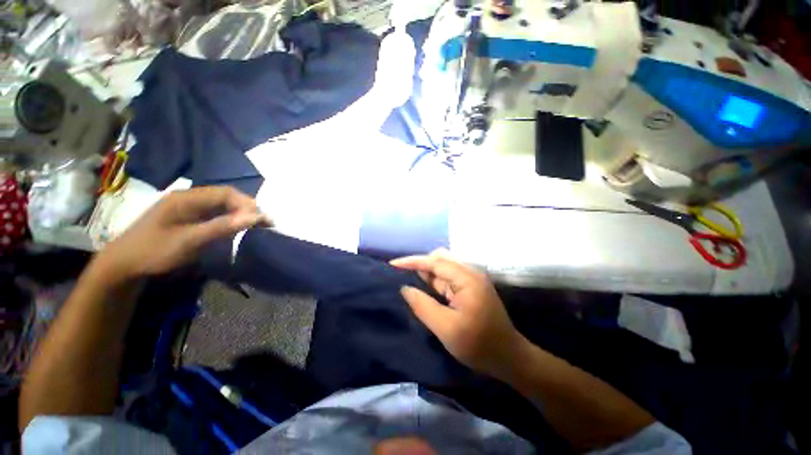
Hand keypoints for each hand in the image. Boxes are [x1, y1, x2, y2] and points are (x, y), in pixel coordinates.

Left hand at [98, 186, 268, 279]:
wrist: (123, 265)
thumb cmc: (154, 251)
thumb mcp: (189, 240)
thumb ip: (222, 227)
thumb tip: (255, 217)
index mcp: (187, 198)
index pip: (226, 193)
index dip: (247, 204)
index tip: (262, 220)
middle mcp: (189, 198)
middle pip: (226, 197)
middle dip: (246, 209)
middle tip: (262, 224)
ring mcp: (188, 207)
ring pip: (222, 205)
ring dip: (240, 214)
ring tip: (254, 226)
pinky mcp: (188, 217)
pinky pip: (215, 214)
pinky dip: (229, 220)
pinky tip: (235, 228)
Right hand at [391, 250, 525, 379]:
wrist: (509, 357)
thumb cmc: (479, 345)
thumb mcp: (446, 328)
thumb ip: (423, 305)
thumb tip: (405, 288)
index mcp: (467, 279)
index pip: (435, 261)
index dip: (413, 261)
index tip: (393, 265)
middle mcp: (470, 272)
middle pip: (440, 259)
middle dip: (419, 265)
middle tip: (401, 276)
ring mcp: (471, 279)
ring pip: (443, 267)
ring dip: (426, 272)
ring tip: (408, 280)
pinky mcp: (471, 287)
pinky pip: (448, 277)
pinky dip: (434, 280)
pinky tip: (425, 287)